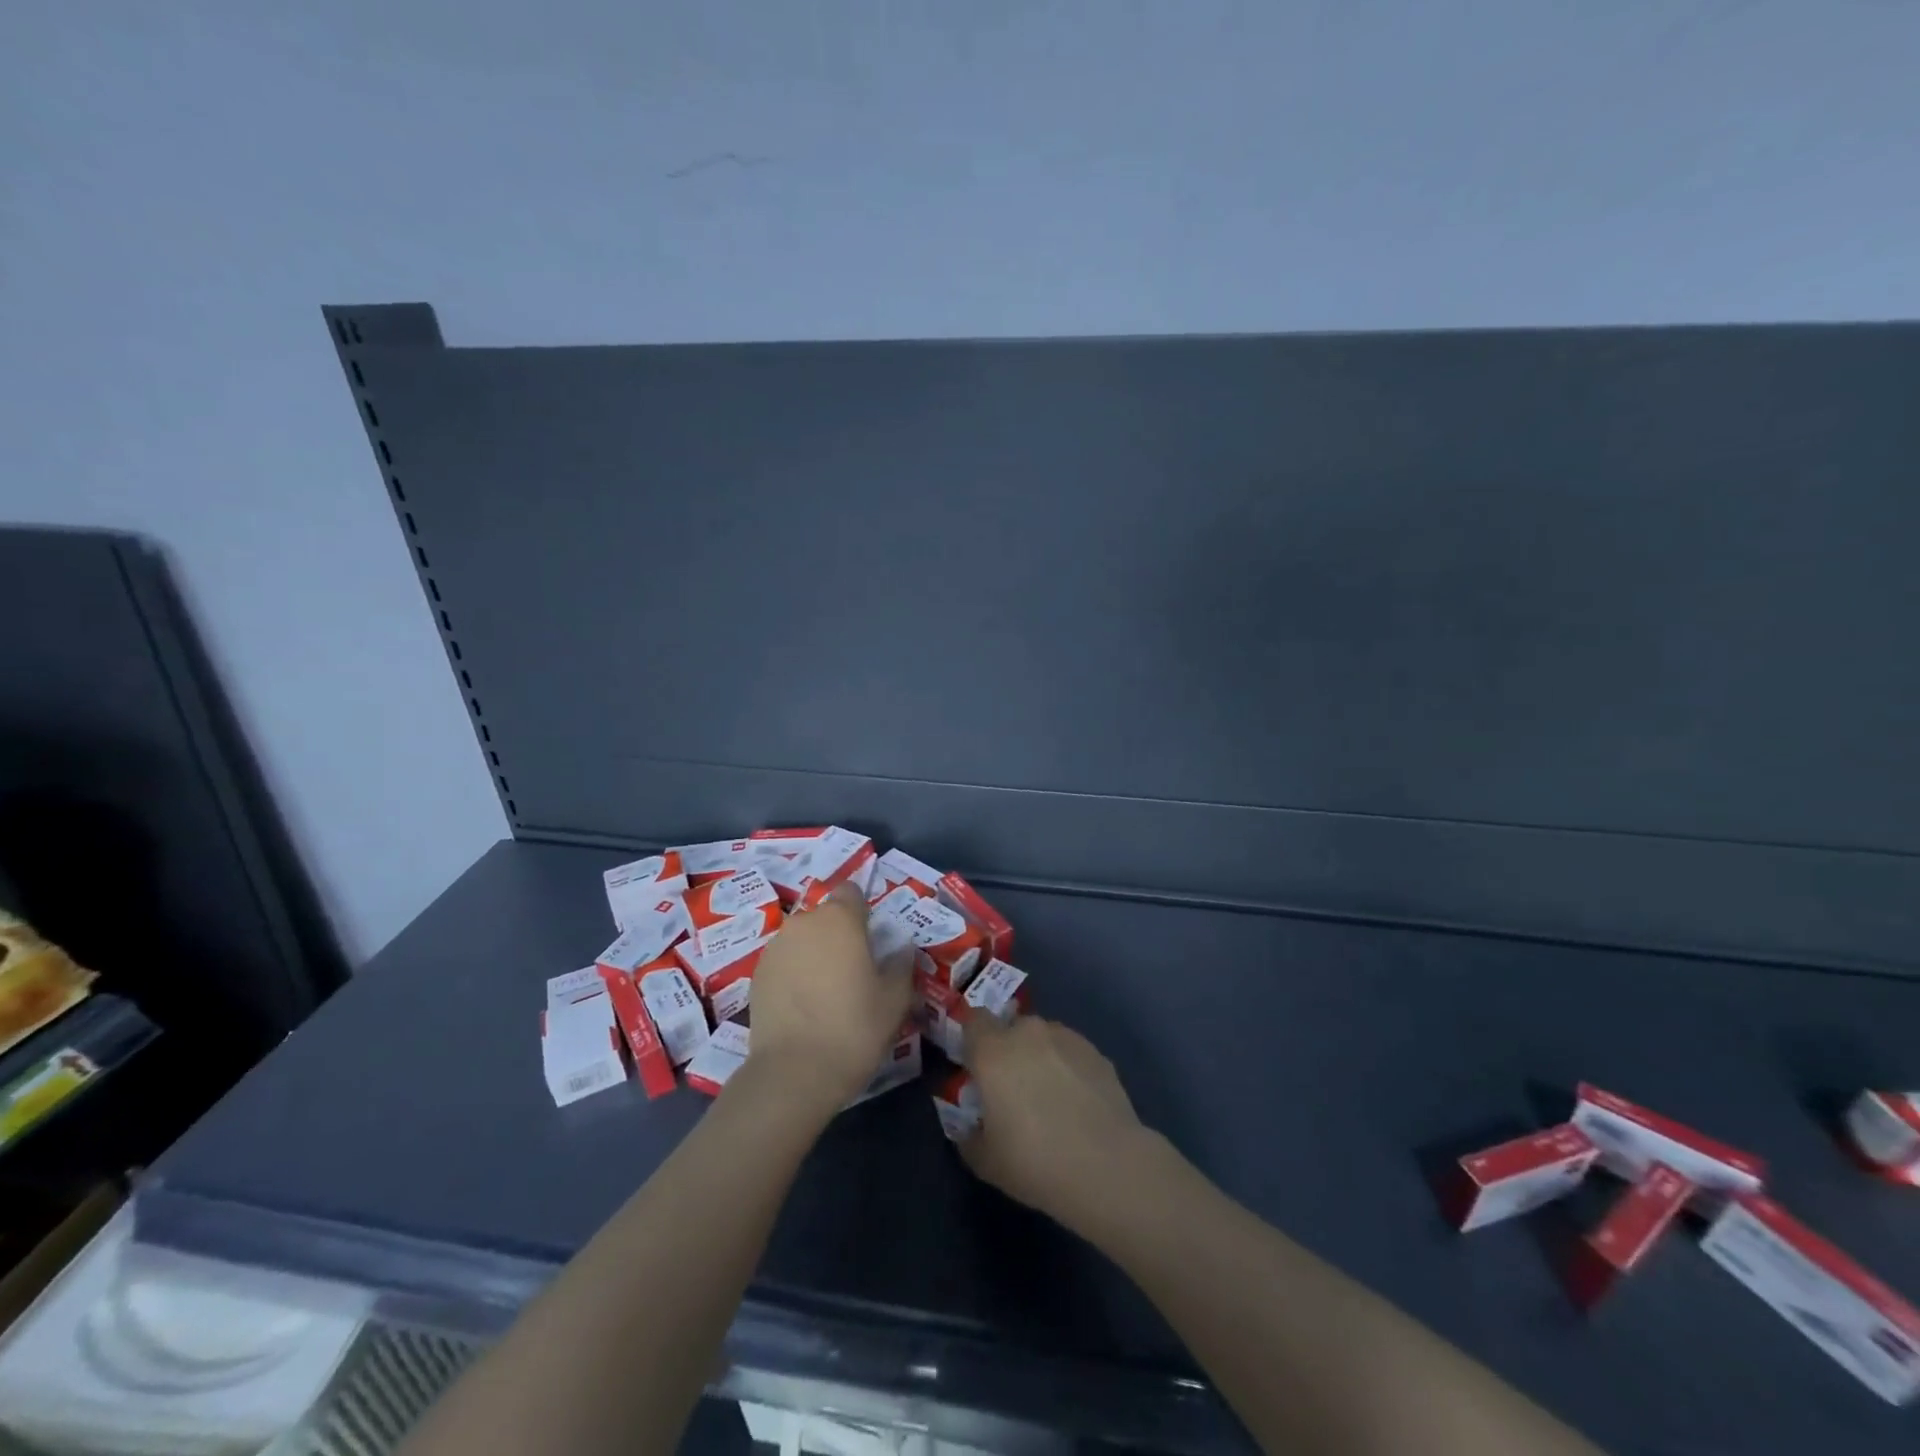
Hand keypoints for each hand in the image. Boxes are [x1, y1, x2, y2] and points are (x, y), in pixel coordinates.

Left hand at [743, 883, 912, 1114]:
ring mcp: (775, 948)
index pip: (852, 891)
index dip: (862, 910)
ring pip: (803, 939)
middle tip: (854, 971)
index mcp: (840, 919)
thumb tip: (901, 948)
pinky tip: (804, 1006)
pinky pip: (784, 962)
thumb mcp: (895, 1000)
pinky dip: (794, 974)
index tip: (872, 938)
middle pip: (826, 917)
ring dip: (815, 954)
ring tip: (826, 992)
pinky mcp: (757, 974)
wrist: (793, 1073)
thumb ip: (901, 965)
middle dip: (839, 935)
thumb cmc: (854, 1028)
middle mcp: (804, 923)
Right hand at [958, 1015, 1158, 1232]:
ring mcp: (1066, 1037)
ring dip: (1040, 1058)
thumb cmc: (1035, 1161)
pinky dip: (1068, 1069)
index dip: (973, 1040)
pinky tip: (1078, 1104)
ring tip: (1051, 1099)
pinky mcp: (1096, 1052)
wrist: (1107, 1166)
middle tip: (1013, 1090)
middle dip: (1009, 1051)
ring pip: (1043, 1038)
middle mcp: (1028, 1033)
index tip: (976, 1068)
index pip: (973, 1020)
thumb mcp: (985, 1161)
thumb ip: (969, 1137)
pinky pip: (1071, 1052)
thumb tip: (970, 1128)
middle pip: (1011, 1028)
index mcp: (993, 1051)